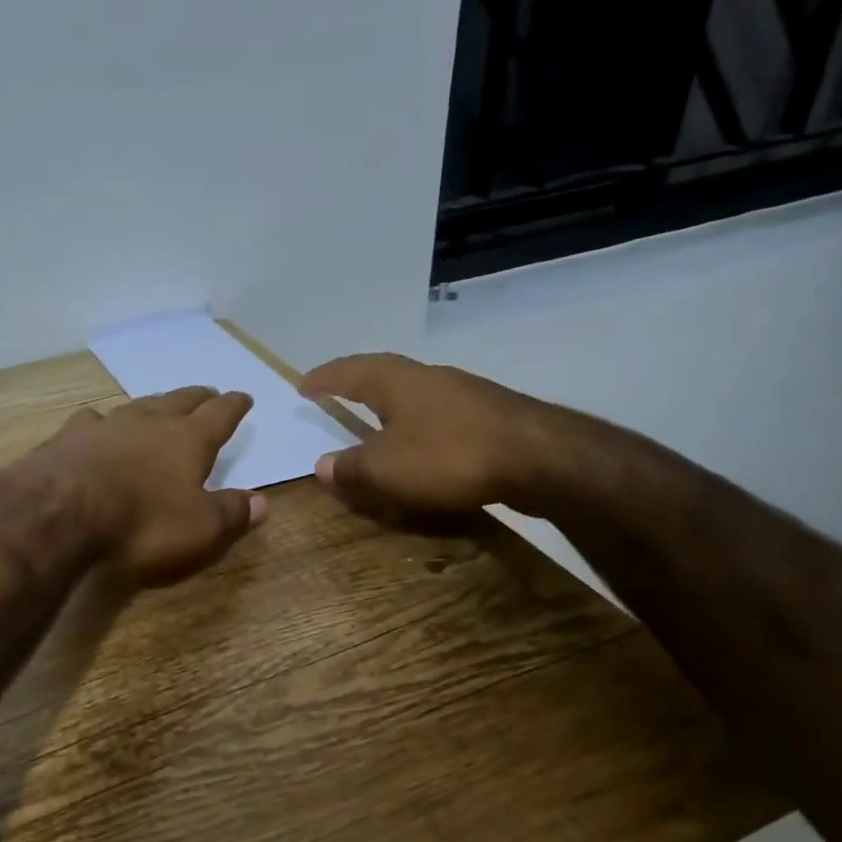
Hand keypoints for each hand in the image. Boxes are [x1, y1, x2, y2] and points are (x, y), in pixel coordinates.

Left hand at [36, 387, 267, 585]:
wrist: (59, 516)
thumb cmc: (142, 525)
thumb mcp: (201, 530)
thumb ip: (233, 514)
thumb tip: (262, 502)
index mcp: (187, 441)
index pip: (219, 416)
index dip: (234, 407)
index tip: (243, 397)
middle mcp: (148, 423)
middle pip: (179, 401)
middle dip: (197, 398)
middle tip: (208, 392)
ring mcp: (105, 427)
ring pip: (136, 406)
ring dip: (153, 404)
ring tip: (159, 404)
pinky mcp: (67, 440)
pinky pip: (91, 421)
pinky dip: (101, 422)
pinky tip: (95, 424)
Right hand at [298, 353, 580, 519]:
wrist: (539, 458)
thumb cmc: (449, 456)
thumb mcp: (386, 469)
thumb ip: (350, 468)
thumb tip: (322, 466)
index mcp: (395, 382)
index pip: (348, 373)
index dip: (324, 379)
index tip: (303, 385)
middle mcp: (428, 378)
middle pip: (383, 375)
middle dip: (356, 384)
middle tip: (335, 395)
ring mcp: (463, 394)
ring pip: (413, 395)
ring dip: (389, 407)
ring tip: (374, 421)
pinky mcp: (489, 416)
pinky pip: (438, 417)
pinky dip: (417, 429)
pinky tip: (421, 446)